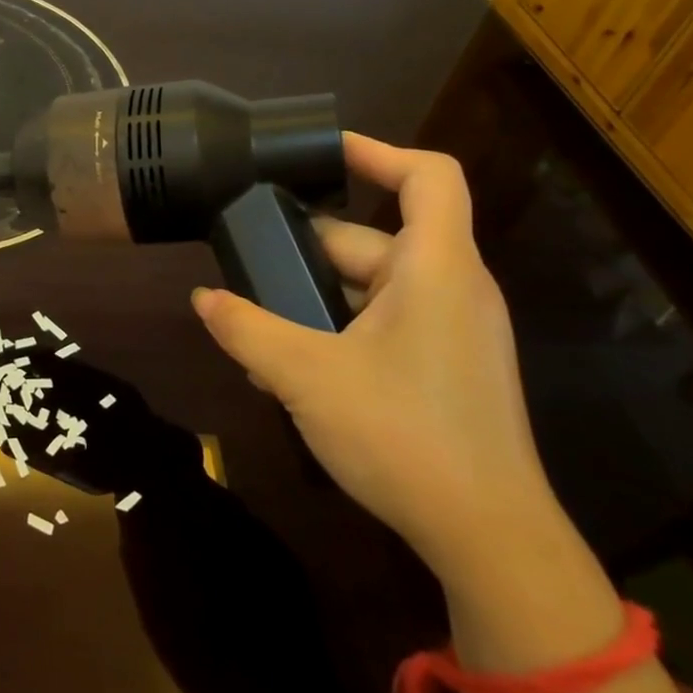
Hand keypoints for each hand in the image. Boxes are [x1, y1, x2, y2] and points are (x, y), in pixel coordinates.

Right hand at [192, 134, 553, 577]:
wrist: (490, 540)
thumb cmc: (404, 436)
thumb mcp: (306, 376)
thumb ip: (247, 329)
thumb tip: (202, 299)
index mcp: (435, 269)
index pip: (428, 176)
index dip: (376, 152)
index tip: (320, 152)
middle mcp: (452, 288)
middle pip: (375, 239)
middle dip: (308, 249)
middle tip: (248, 264)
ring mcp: (453, 330)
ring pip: (374, 287)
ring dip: (315, 298)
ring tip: (257, 323)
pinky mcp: (447, 367)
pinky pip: (386, 324)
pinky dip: (339, 328)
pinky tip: (290, 366)